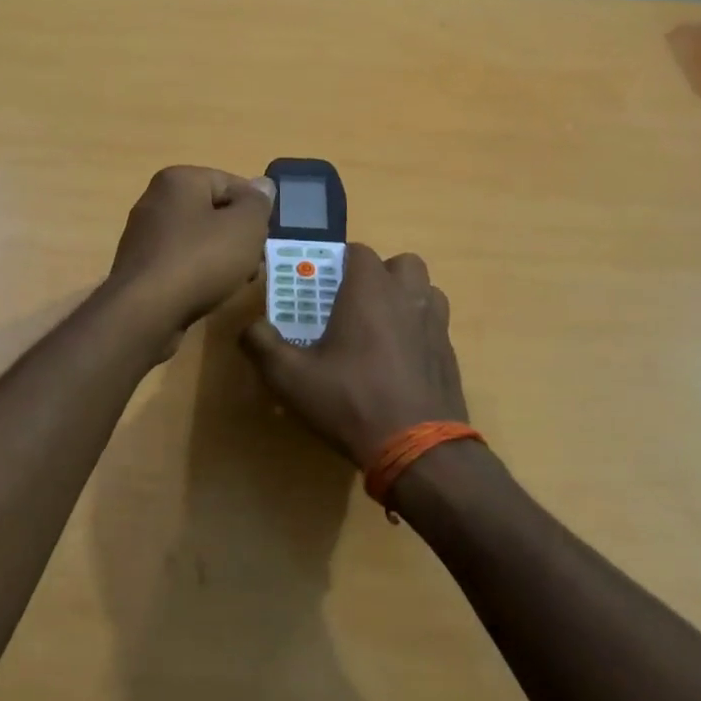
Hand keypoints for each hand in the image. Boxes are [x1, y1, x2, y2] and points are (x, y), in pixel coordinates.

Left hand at [107, 166, 275, 351]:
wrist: (145, 312)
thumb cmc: (200, 260)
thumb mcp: (245, 227)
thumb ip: (258, 203)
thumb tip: (262, 184)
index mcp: (179, 180)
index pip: (231, 183)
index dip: (255, 210)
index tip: (265, 238)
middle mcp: (156, 200)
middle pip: (213, 212)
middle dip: (238, 237)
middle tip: (254, 263)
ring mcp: (144, 235)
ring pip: (198, 239)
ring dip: (221, 257)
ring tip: (236, 281)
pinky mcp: (140, 267)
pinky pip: (180, 262)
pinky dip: (198, 273)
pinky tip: (209, 293)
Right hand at [241, 244, 467, 467]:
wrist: (419, 449)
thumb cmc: (351, 402)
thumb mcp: (290, 378)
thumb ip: (262, 345)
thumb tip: (250, 328)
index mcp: (370, 291)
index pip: (358, 251)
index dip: (339, 261)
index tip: (322, 284)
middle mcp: (408, 297)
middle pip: (400, 264)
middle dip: (379, 275)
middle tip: (355, 303)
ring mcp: (435, 324)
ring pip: (425, 291)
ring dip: (405, 298)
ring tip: (380, 328)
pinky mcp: (450, 354)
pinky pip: (435, 325)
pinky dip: (418, 330)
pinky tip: (399, 361)